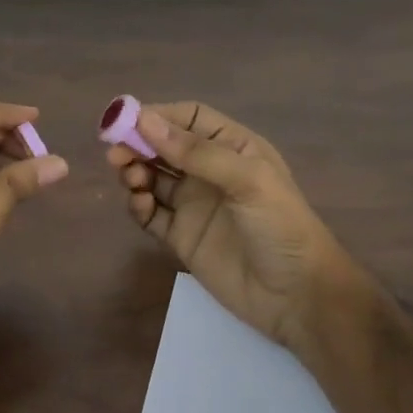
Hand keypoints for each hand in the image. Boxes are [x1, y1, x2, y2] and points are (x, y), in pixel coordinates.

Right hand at [107, 102, 358, 348]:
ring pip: (153, 178)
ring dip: (135, 173)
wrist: (297, 296)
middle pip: (164, 147)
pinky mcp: (181, 237)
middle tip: (115, 154)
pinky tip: (141, 206)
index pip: (189, 119)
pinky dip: (139, 206)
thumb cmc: (281, 227)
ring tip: (131, 180)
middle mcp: (210, 172)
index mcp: (233, 148)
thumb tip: (146, 121)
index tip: (125, 121)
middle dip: (138, 144)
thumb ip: (197, 152)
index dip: (157, 116)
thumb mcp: (248, 181)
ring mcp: (194, 205)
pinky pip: (151, 214)